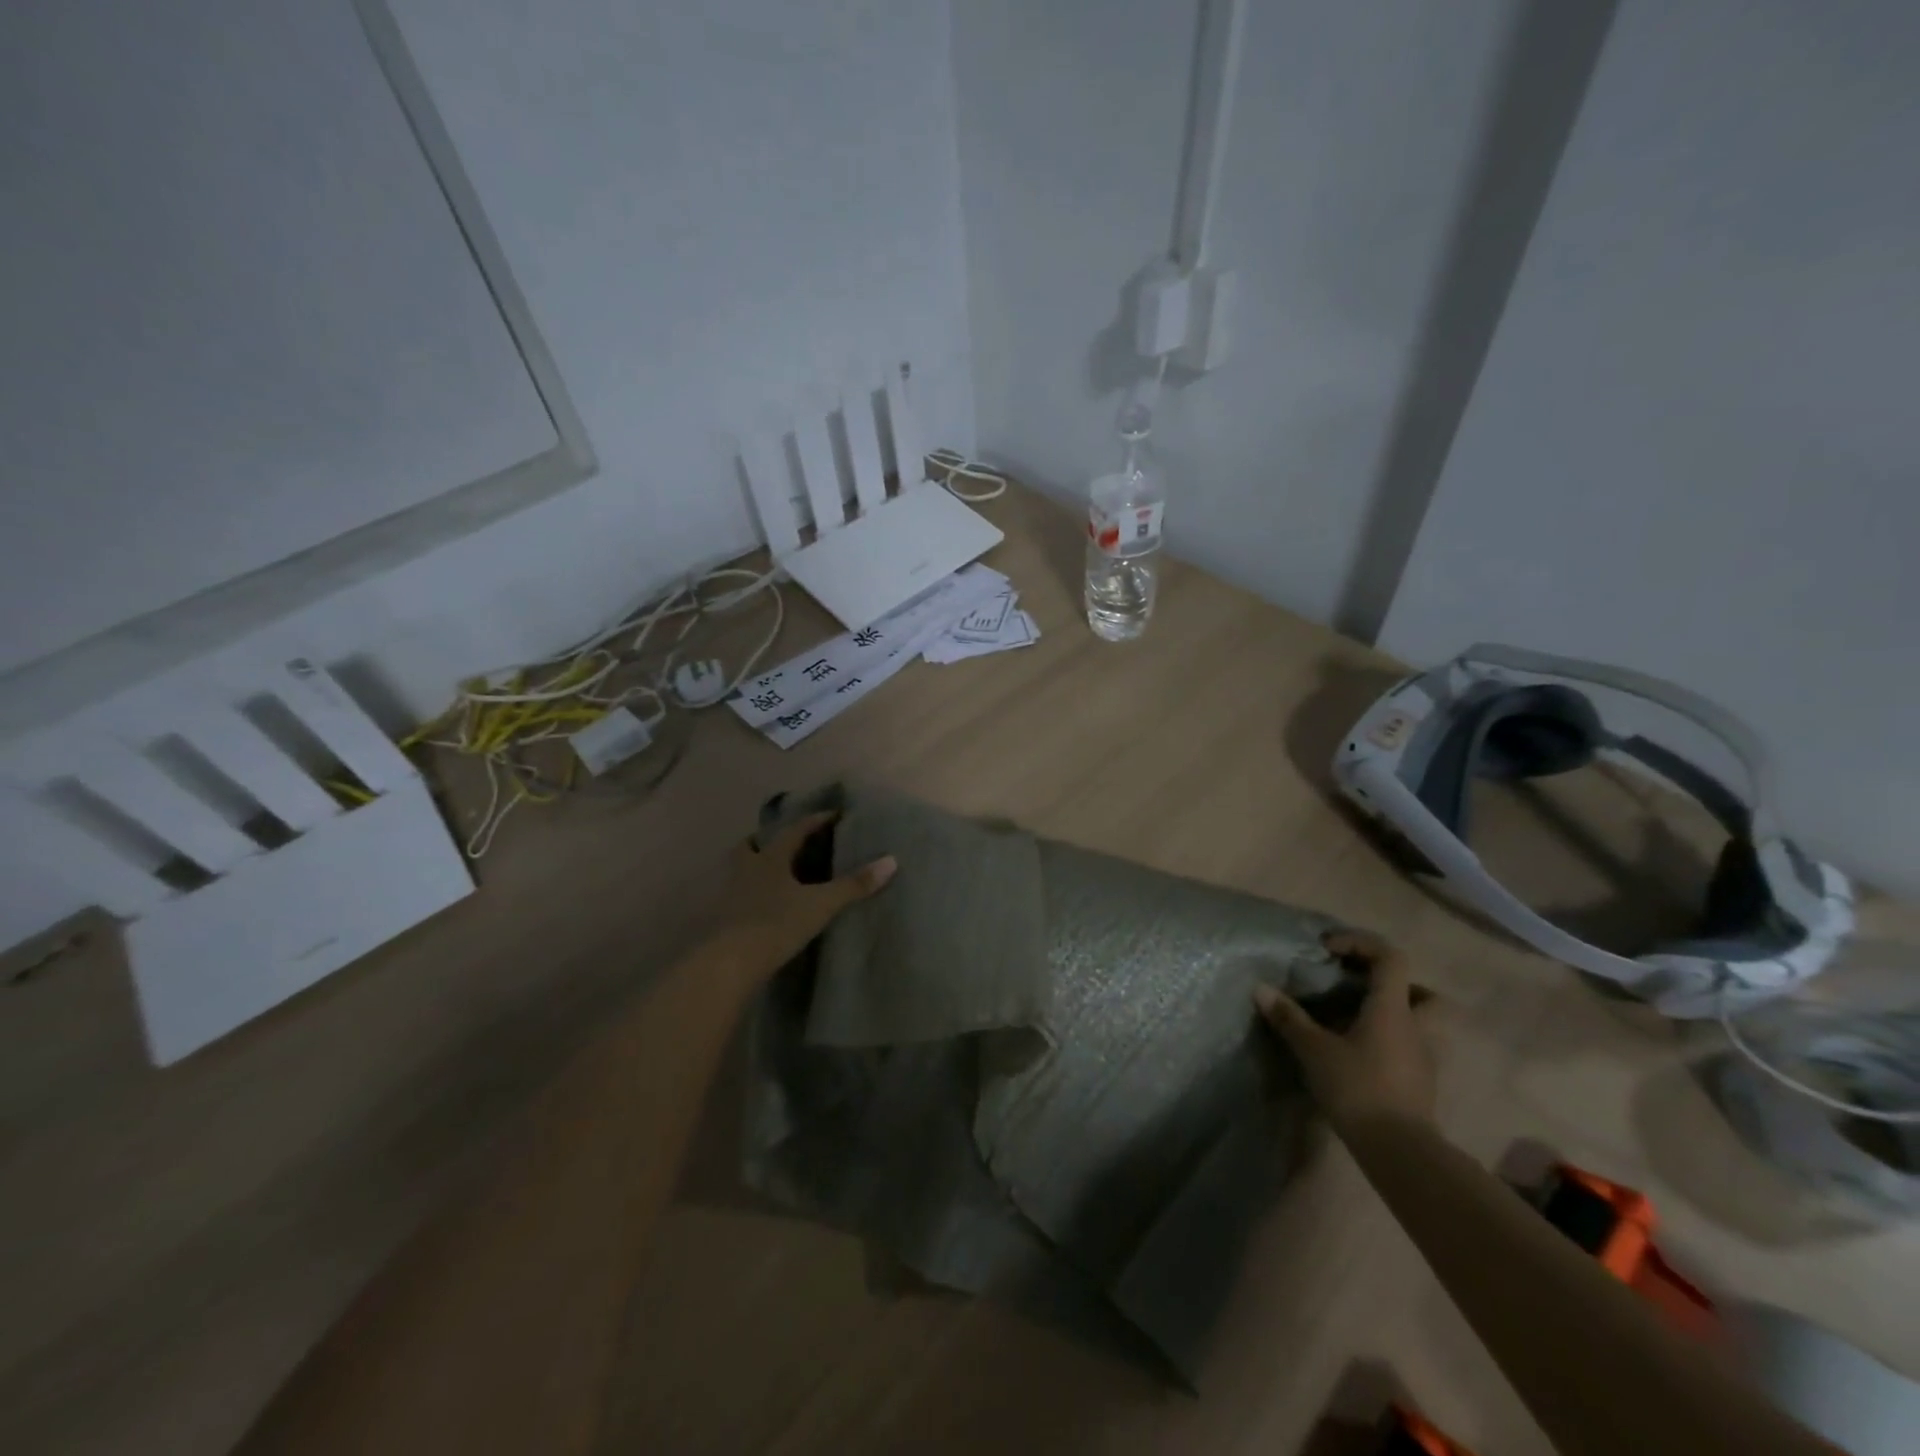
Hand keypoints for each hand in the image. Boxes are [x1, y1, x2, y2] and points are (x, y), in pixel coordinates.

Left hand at [721, 811, 896, 974]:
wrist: (728, 963)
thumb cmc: (775, 924)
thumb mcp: (820, 905)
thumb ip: (853, 884)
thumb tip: (891, 861)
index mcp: (770, 858)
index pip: (795, 830)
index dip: (815, 821)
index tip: (833, 814)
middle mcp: (746, 869)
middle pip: (752, 845)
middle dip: (768, 840)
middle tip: (786, 843)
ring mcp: (729, 894)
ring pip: (740, 870)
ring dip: (755, 867)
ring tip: (775, 875)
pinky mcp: (722, 919)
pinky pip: (737, 896)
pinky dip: (750, 894)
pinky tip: (762, 906)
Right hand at [1254, 930, 1435, 1135]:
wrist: (1399, 1151)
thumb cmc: (1358, 1088)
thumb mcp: (1314, 1050)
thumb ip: (1289, 1018)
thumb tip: (1260, 989)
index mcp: (1393, 1009)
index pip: (1390, 957)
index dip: (1360, 943)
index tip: (1329, 949)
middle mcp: (1416, 1027)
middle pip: (1423, 992)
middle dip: (1395, 985)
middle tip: (1360, 988)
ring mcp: (1423, 1057)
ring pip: (1419, 1023)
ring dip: (1392, 1015)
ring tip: (1354, 1021)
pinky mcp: (1420, 1083)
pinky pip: (1409, 1048)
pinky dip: (1388, 1042)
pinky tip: (1358, 1054)